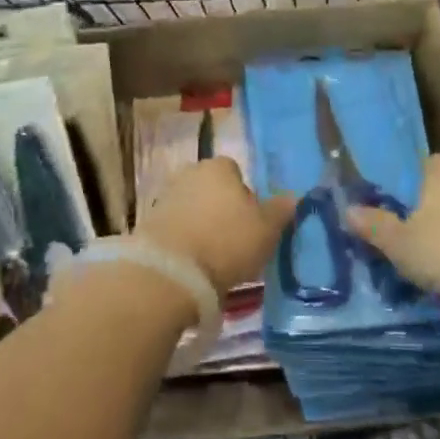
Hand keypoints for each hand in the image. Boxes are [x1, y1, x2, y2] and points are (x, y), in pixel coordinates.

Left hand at [137, 157, 295, 291]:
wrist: (170, 272)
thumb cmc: (226, 242)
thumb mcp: (267, 229)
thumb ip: (281, 210)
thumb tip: (291, 197)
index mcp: (219, 166)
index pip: (237, 173)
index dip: (246, 197)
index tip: (252, 223)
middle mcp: (190, 172)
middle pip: (213, 189)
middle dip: (221, 209)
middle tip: (234, 240)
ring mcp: (165, 196)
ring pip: (193, 208)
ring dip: (201, 225)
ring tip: (213, 257)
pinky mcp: (148, 222)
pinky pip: (175, 227)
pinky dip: (184, 240)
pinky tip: (192, 263)